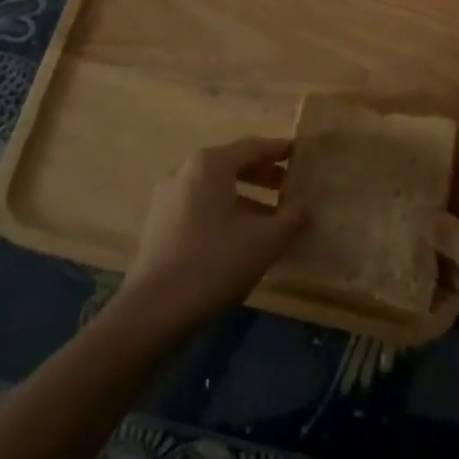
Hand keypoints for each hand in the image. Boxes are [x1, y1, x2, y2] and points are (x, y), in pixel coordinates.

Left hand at [117, 136, 308, 335]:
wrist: (153, 311)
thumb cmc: (214, 263)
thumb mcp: (265, 240)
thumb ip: (292, 217)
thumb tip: (305, 204)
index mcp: (210, 164)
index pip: (253, 147)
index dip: (280, 151)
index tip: (300, 154)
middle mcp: (185, 171)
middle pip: (232, 164)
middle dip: (263, 174)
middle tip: (289, 187)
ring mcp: (167, 197)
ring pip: (215, 187)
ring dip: (245, 196)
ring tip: (271, 217)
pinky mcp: (159, 224)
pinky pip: (200, 205)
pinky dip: (224, 210)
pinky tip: (241, 236)